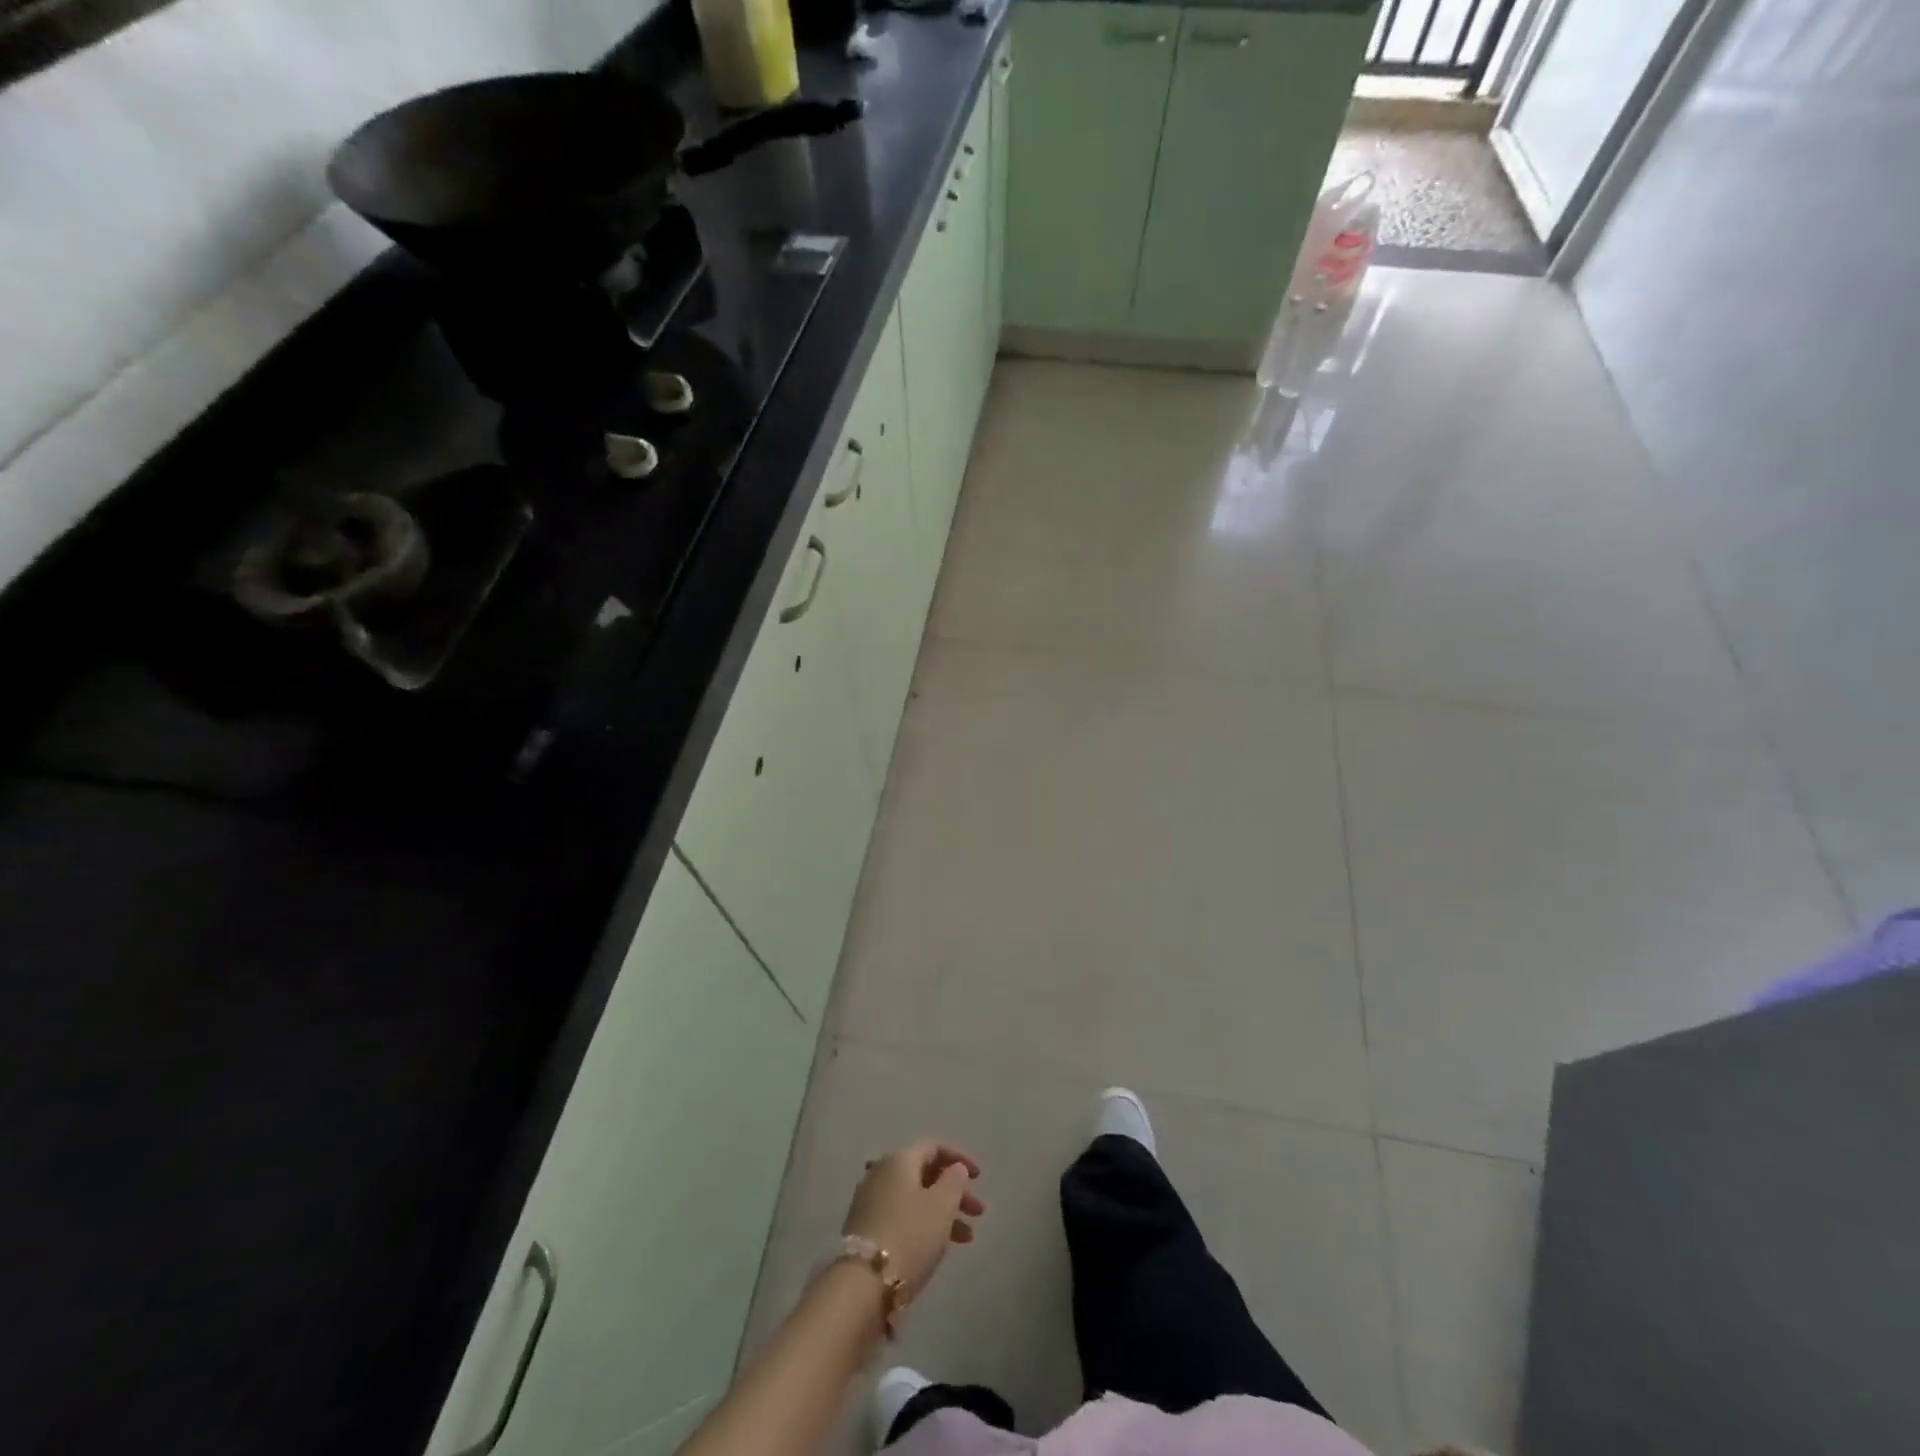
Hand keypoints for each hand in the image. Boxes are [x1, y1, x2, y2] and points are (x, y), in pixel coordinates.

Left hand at [842, 1139, 985, 1296]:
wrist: (863, 1284)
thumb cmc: (909, 1236)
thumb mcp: (941, 1206)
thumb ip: (955, 1180)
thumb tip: (955, 1168)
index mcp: (899, 1159)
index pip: (934, 1147)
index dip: (959, 1158)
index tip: (980, 1177)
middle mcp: (881, 1172)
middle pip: (925, 1173)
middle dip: (955, 1191)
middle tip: (978, 1212)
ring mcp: (870, 1200)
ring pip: (915, 1197)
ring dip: (943, 1211)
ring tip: (967, 1238)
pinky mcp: (865, 1228)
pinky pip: (902, 1215)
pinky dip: (924, 1224)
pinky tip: (939, 1246)